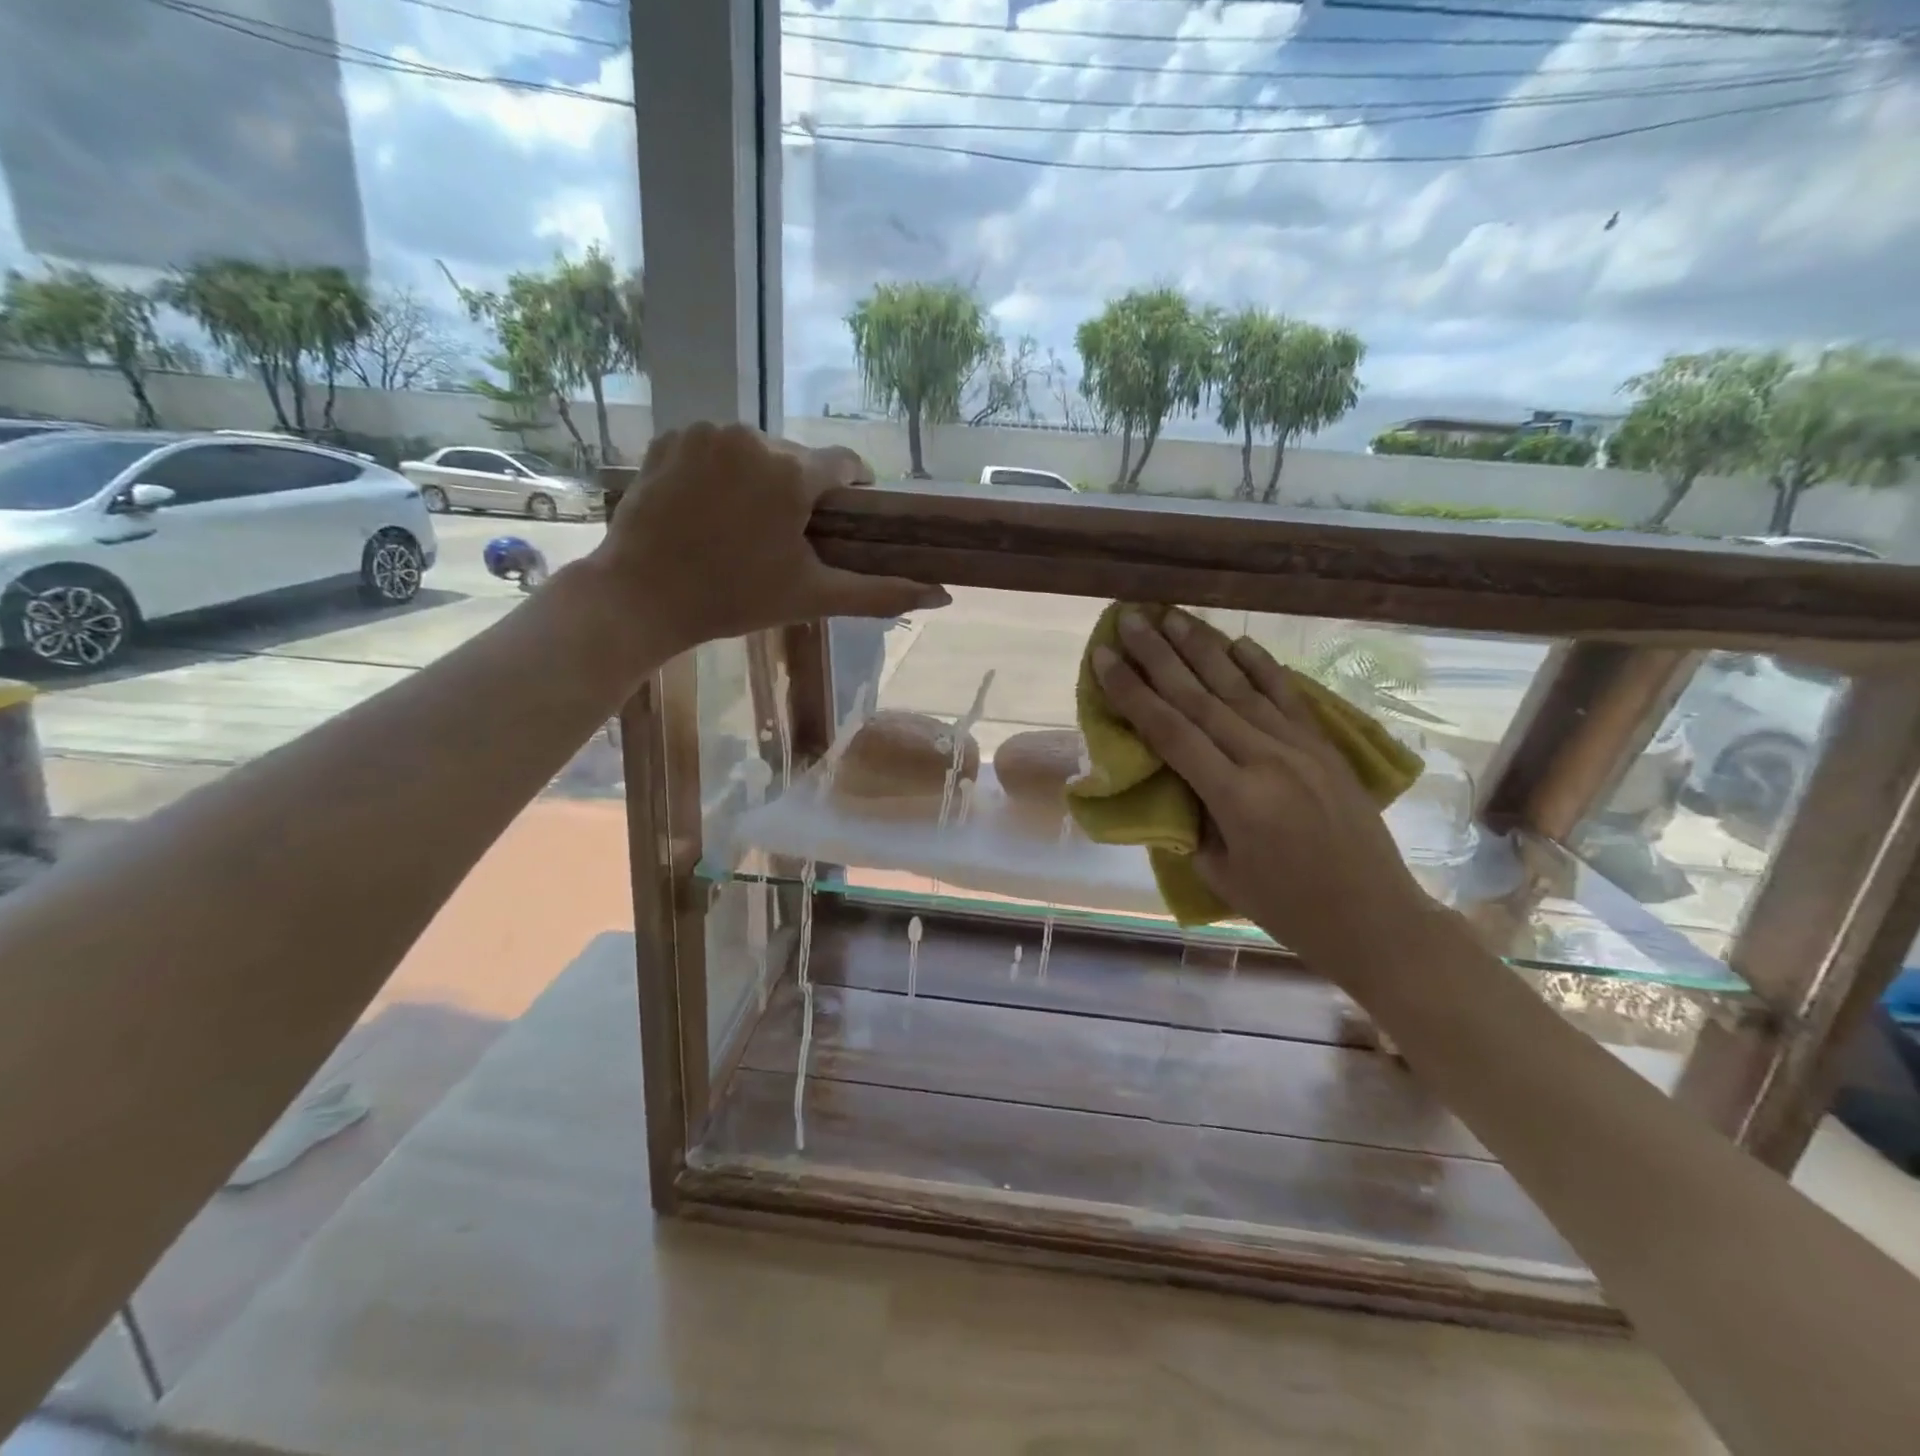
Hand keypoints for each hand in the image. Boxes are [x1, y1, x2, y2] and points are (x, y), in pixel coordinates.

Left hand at [589, 423, 949, 651]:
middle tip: (785, 539)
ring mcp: (705, 432)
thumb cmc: (734, 599)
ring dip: (761, 480)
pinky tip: (708, 509)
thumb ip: (880, 593)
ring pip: (756, 450)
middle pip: (798, 459)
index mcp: (791, 472)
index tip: (845, 519)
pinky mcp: (670, 437)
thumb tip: (944, 596)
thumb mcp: (813, 597)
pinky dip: (721, 470)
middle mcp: (751, 436)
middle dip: (801, 492)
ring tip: (743, 526)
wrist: (640, 597)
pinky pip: (715, 447)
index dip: (853, 491)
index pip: (845, 464)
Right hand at [1093, 608, 1428, 969]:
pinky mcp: (1325, 747)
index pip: (1170, 732)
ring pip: (1241, 687)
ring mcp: (1301, 749)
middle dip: (1158, 655)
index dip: (1132, 692)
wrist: (1376, 919)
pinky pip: (1288, 696)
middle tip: (1129, 619)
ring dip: (1202, 648)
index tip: (1104, 659)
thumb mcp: (1220, 873)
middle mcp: (1267, 761)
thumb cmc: (1288, 909)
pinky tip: (1237, 641)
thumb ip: (1192, 818)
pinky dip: (1261, 665)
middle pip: (1200, 697)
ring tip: (1172, 615)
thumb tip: (1172, 777)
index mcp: (1236, 799)